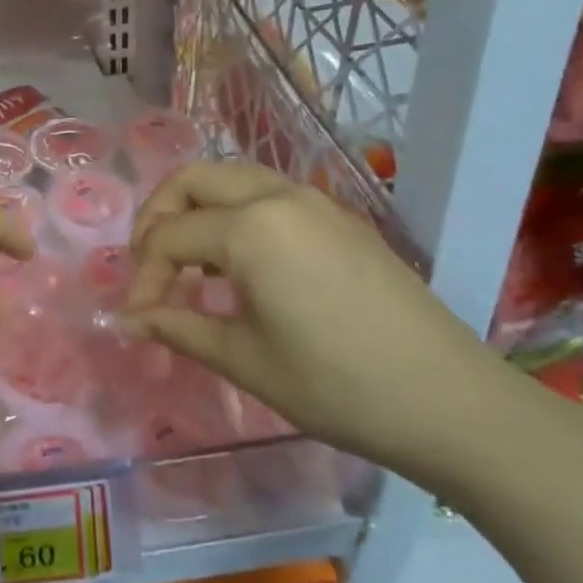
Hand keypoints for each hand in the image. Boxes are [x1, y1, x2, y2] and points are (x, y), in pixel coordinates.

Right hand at [127, 162, 520, 478]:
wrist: (454, 404)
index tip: (138, 319)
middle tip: (149, 265)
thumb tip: (128, 319)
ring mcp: (314, 201)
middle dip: (158, 216)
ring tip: (189, 260)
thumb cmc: (339, 386)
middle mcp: (278, 196)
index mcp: (250, 227)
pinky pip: (267, 194)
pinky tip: (240, 262)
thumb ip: (179, 328)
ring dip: (197, 208)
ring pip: (232, 178)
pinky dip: (234, 213)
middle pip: (193, 180)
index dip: (144, 278)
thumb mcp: (246, 360)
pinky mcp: (340, 217)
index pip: (170, 237)